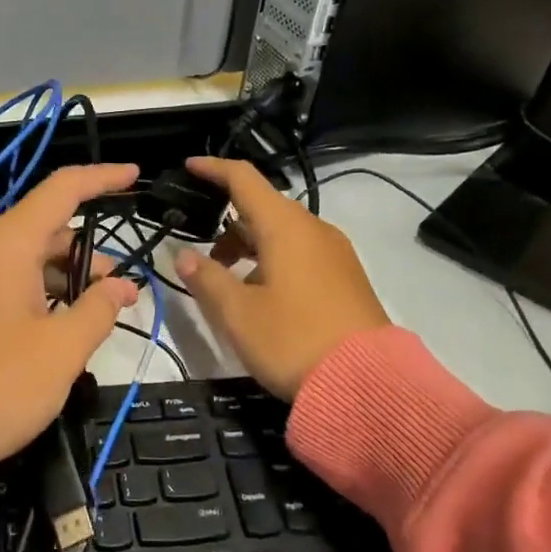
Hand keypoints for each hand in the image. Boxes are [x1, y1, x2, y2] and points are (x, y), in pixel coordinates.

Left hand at [0, 164, 141, 466]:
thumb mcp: (61, 351)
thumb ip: (98, 309)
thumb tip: (120, 286)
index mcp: (4, 244)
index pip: (61, 190)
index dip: (102, 179)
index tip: (134, 177)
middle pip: (43, 230)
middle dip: (86, 255)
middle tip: (120, 292)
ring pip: (20, 260)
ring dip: (60, 279)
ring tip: (90, 316)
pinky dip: (32, 293)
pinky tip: (51, 327)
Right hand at [174, 156, 389, 399]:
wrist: (368, 384)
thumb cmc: (292, 340)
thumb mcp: (237, 313)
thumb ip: (205, 278)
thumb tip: (182, 254)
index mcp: (285, 227)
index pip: (244, 179)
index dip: (214, 169)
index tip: (189, 167)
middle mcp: (314, 230)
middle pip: (264, 208)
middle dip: (228, 223)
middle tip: (201, 253)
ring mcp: (335, 254)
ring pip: (283, 233)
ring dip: (250, 246)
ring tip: (227, 282)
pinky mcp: (346, 278)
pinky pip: (301, 253)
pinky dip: (273, 260)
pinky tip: (262, 296)